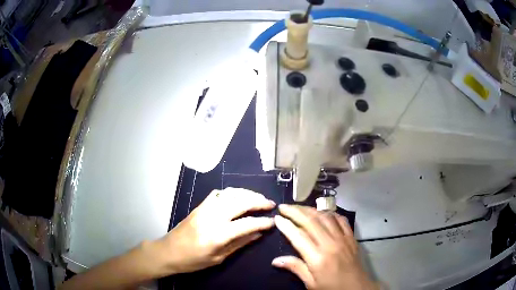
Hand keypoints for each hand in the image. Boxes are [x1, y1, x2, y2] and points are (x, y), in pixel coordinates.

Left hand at [159, 188, 275, 273]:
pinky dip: (231, 192)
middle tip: (270, 204)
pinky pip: (218, 193)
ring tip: (258, 197)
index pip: (247, 224)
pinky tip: (238, 196)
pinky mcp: (199, 205)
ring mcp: (204, 208)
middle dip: (258, 201)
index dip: (263, 222)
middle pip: (240, 202)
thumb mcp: (218, 258)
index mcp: (217, 235)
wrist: (168, 251)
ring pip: (230, 193)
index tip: (273, 221)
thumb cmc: (193, 261)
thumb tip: (258, 234)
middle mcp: (212, 217)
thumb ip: (239, 244)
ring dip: (247, 193)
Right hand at [272, 205, 377, 289]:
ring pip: (325, 217)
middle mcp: (330, 243)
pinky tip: (323, 213)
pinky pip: (341, 219)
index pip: (298, 236)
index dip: (286, 225)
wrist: (357, 288)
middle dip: (295, 211)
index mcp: (317, 258)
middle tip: (283, 206)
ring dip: (310, 209)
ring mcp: (342, 238)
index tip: (276, 218)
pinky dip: (330, 213)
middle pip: (311, 221)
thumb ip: (296, 268)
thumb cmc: (332, 288)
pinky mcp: (351, 237)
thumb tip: (275, 260)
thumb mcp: (311, 283)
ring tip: (299, 207)